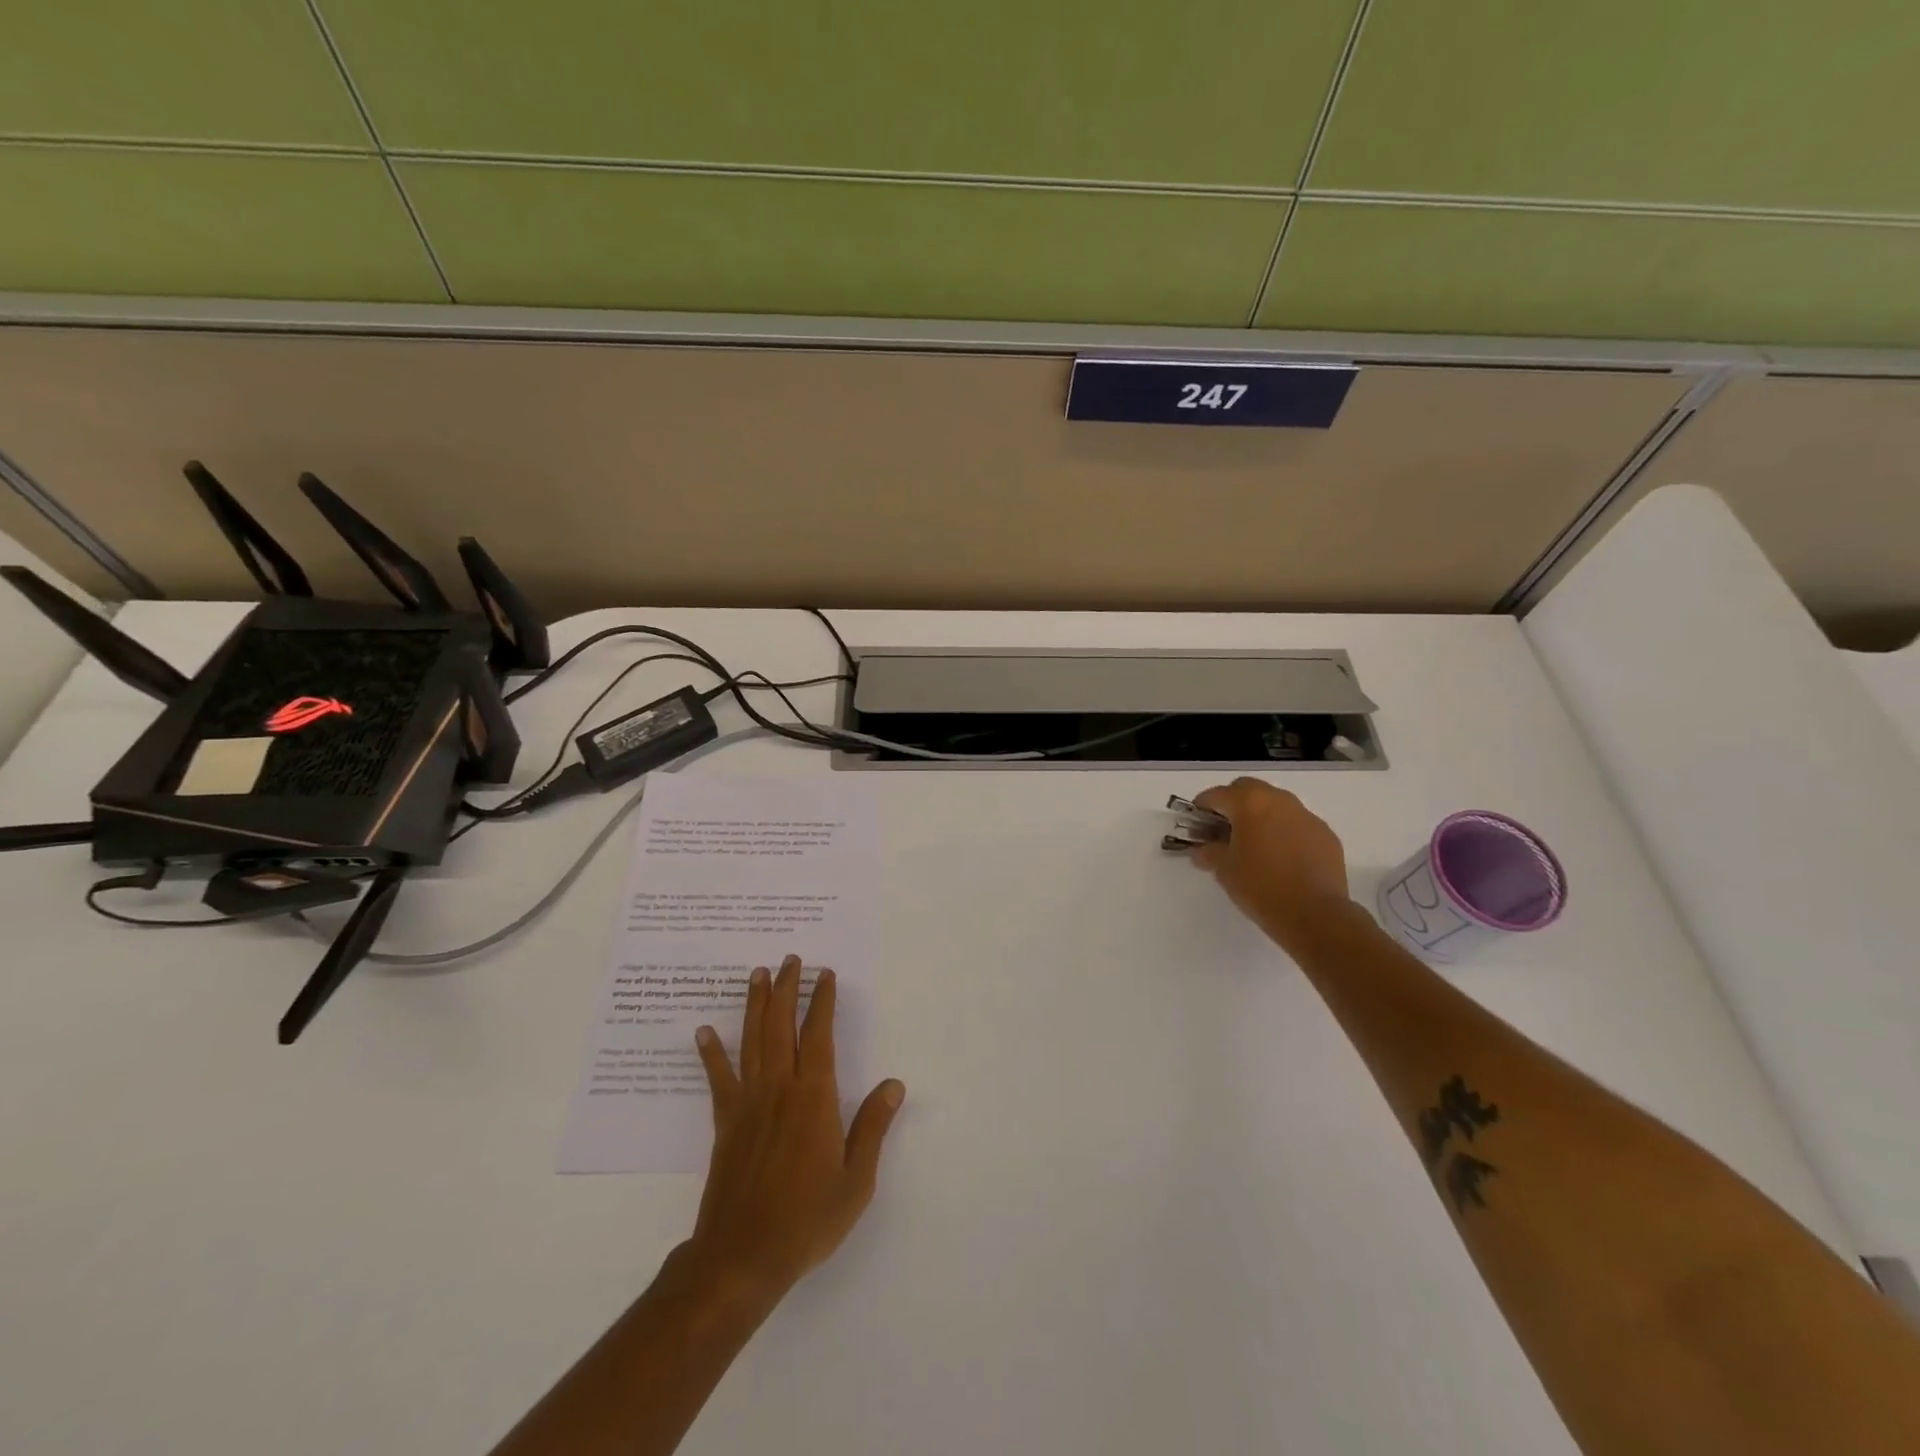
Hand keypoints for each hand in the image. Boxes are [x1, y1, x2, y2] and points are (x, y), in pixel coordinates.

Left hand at [688, 955, 904, 1307]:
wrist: (742, 1258)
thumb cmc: (807, 1219)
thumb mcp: (856, 1180)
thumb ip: (873, 1127)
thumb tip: (893, 1084)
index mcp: (814, 1098)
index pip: (819, 1035)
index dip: (822, 1002)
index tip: (825, 975)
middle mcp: (780, 1089)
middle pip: (781, 1026)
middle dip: (787, 989)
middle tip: (790, 959)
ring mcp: (748, 1103)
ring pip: (752, 1041)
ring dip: (755, 1005)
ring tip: (757, 974)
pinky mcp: (725, 1123)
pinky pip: (718, 1079)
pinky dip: (711, 1053)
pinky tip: (704, 1031)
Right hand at [1191, 778, 1352, 952]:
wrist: (1314, 914)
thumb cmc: (1260, 886)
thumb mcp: (1223, 869)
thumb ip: (1208, 852)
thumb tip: (1202, 850)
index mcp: (1250, 803)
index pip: (1216, 795)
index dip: (1201, 808)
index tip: (1196, 826)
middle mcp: (1279, 800)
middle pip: (1248, 790)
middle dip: (1232, 805)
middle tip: (1224, 831)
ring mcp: (1307, 816)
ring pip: (1276, 805)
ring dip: (1261, 817)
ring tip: (1254, 846)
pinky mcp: (1326, 835)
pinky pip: (1297, 825)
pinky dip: (1284, 833)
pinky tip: (1281, 859)